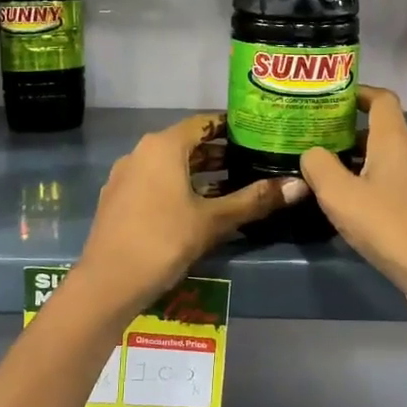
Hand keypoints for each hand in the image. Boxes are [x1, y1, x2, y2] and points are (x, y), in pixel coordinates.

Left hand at [72, 113, 305, 316]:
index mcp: (163, 146)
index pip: (204, 122)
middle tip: (253, 162)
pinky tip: (199, 209)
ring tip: (233, 186)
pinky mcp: (118, 200)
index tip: (258, 135)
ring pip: (170, 166)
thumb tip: (300, 186)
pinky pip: (155, 182)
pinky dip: (179, 187)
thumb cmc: (163, 240)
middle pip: (187, 144)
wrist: (107, 283)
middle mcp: (141, 152)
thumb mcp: (213, 220)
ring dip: (200, 173)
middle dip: (219, 153)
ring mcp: (125, 176)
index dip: (232, 127)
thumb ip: (254, 200)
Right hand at [300, 85, 406, 314]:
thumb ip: (319, 167)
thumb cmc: (390, 226)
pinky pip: (396, 185)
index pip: (382, 99)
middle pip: (382, 131)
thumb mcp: (340, 196)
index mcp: (395, 142)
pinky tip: (354, 209)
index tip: (332, 98)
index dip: (358, 92)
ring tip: (328, 175)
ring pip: (388, 160)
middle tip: (317, 141)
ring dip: (359, 162)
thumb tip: (311, 153)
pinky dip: (373, 185)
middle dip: (349, 133)